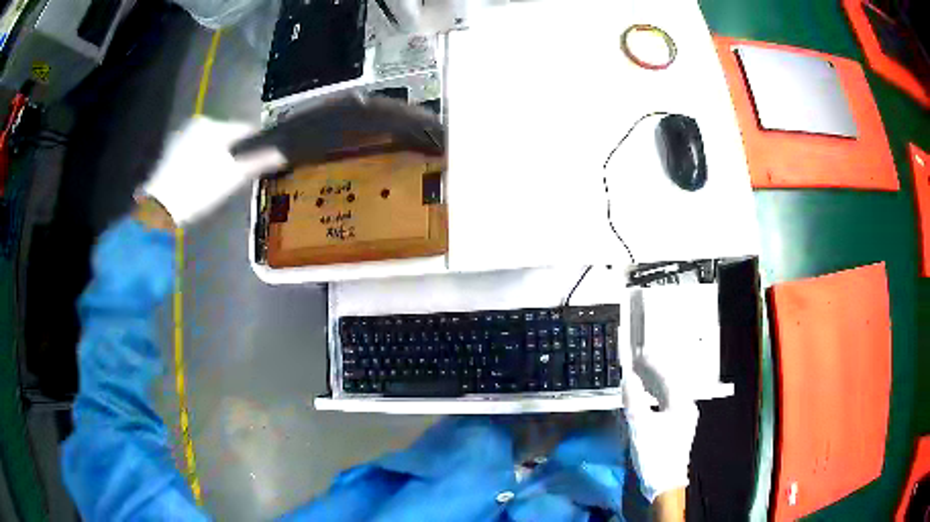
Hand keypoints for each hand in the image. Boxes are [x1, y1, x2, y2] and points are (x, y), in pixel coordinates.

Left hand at [140, 117, 285, 225]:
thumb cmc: (199, 188)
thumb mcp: (233, 176)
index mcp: (213, 124)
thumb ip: (259, 161)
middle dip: (234, 152)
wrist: (161, 208)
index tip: (260, 162)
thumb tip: (285, 152)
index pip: (244, 130)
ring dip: (218, 157)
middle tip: (237, 176)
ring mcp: (182, 136)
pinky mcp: (171, 151)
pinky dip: (202, 161)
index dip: (256, 146)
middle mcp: (197, 123)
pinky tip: (201, 180)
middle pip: (226, 136)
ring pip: (210, 144)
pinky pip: (196, 151)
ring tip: (219, 181)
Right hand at [623, 365, 698, 503]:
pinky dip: (655, 396)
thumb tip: (627, 378)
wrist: (664, 484)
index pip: (667, 376)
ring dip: (654, 383)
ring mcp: (683, 418)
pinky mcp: (677, 428)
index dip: (653, 363)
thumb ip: (633, 400)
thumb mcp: (640, 426)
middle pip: (670, 382)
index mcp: (681, 404)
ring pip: (669, 393)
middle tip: (638, 362)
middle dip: (653, 371)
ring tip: (640, 376)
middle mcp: (686, 407)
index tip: (639, 354)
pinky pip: (667, 403)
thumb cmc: (654, 454)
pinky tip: (646, 398)